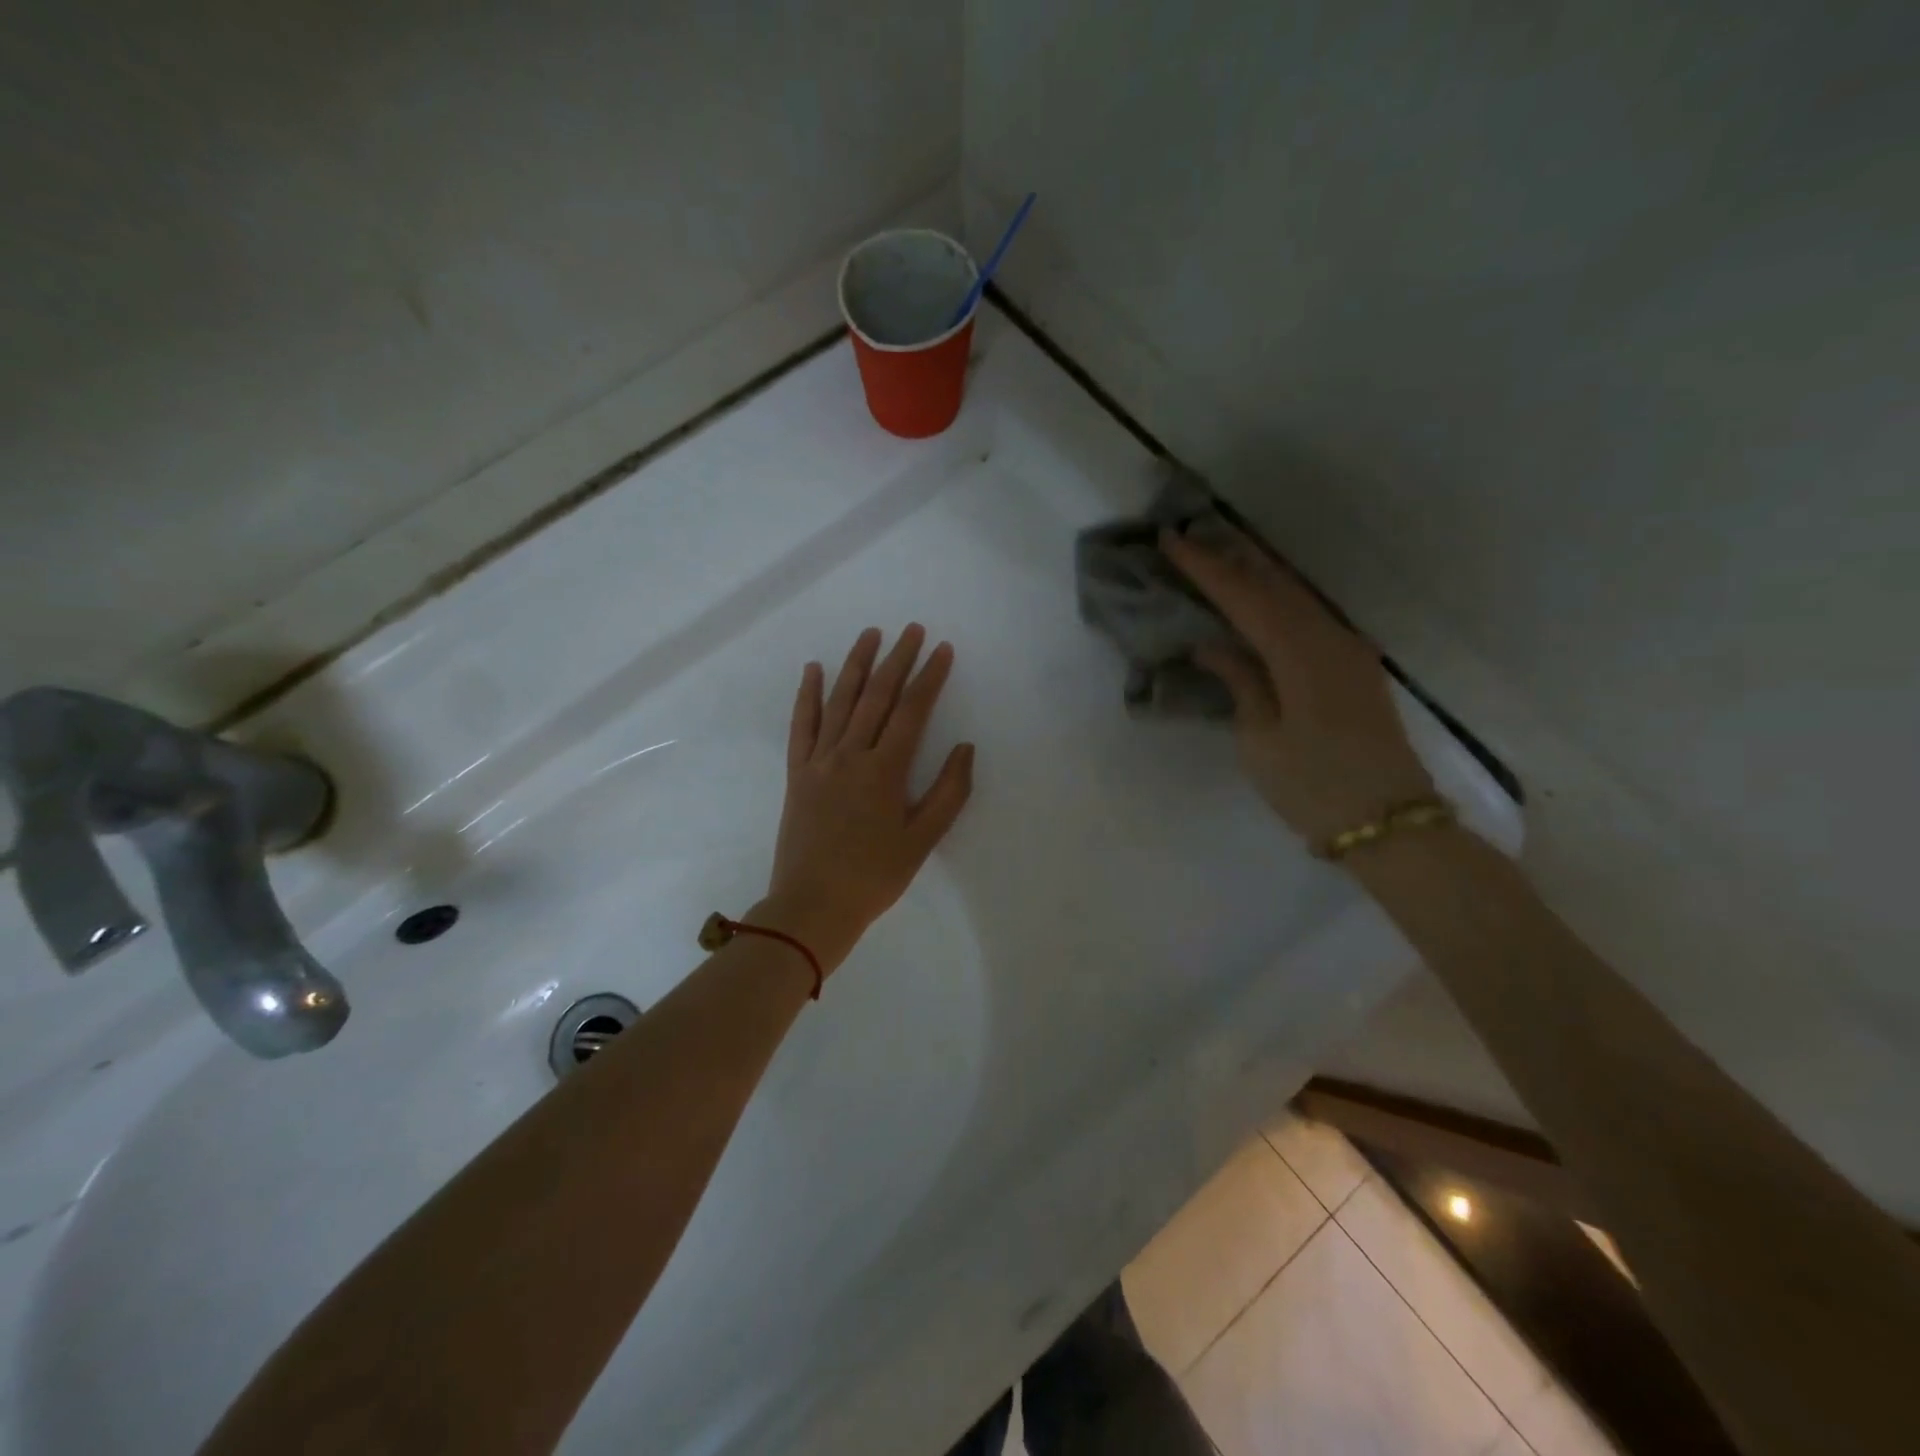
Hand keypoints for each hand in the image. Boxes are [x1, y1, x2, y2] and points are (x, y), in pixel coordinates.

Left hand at [758, 625, 974, 974]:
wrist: (812, 906)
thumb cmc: (874, 877)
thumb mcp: (922, 841)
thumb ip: (948, 793)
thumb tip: (964, 748)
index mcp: (885, 771)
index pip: (912, 712)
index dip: (929, 678)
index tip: (942, 650)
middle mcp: (851, 755)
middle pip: (876, 696)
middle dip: (897, 660)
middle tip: (912, 630)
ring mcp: (820, 761)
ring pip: (839, 702)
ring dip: (856, 665)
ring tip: (870, 634)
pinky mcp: (797, 773)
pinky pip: (802, 726)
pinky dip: (808, 696)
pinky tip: (813, 670)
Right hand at [1162, 527, 1433, 847]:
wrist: (1388, 821)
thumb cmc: (1312, 785)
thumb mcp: (1260, 737)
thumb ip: (1239, 681)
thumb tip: (1213, 645)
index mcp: (1299, 653)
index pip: (1244, 596)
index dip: (1205, 567)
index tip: (1171, 539)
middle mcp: (1329, 638)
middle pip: (1275, 584)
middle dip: (1233, 558)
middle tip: (1194, 537)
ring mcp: (1348, 650)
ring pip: (1296, 596)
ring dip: (1257, 575)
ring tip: (1222, 558)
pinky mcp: (1355, 667)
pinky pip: (1310, 617)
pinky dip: (1279, 601)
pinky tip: (1261, 602)